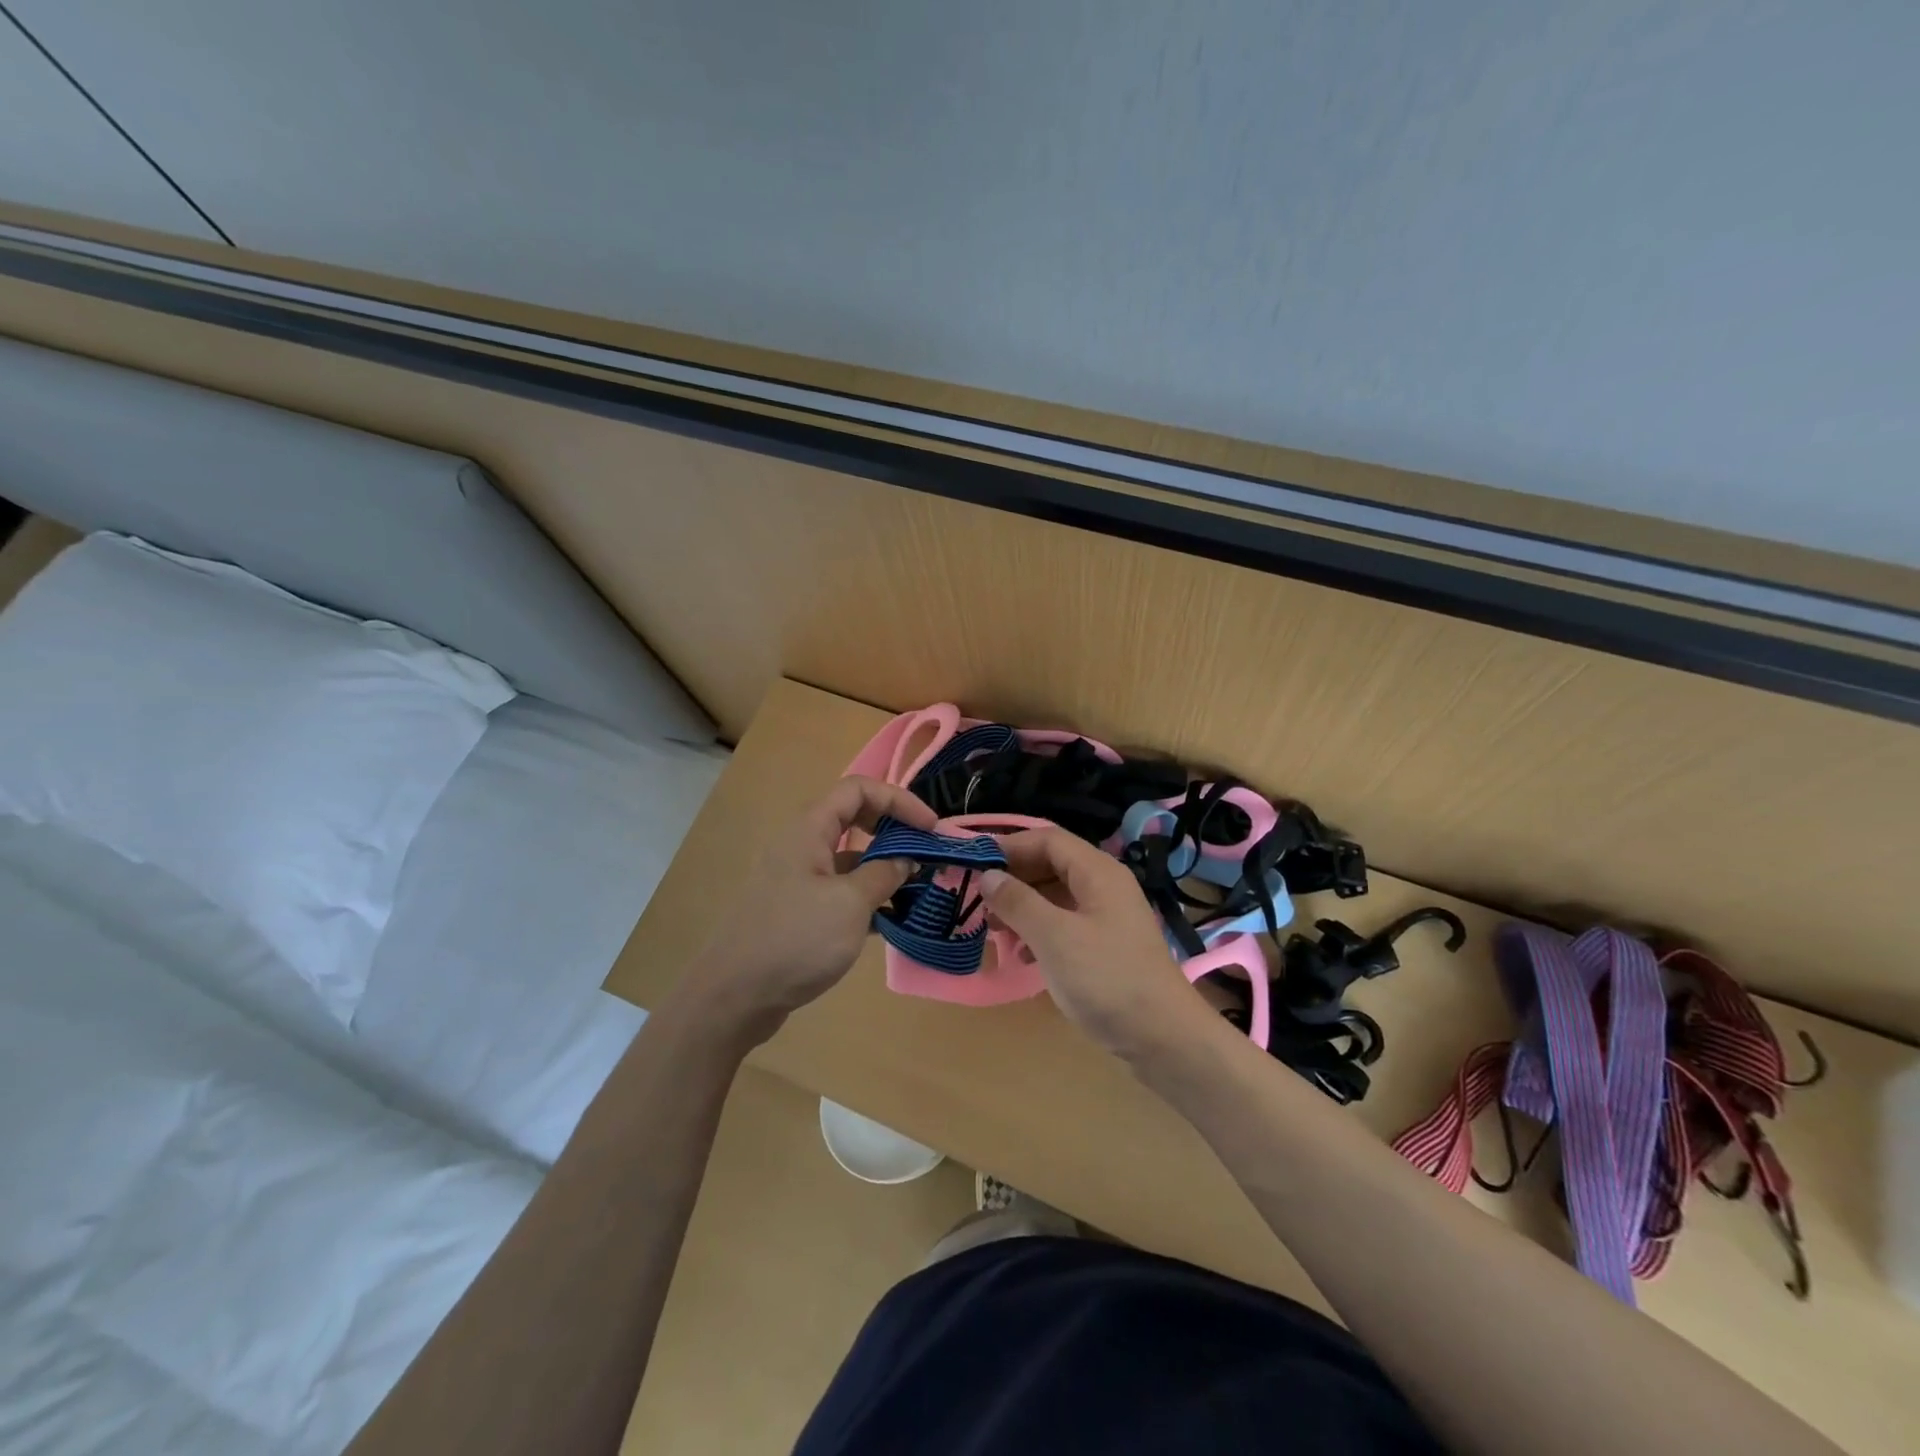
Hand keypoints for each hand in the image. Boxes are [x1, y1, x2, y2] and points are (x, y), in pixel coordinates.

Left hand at [684, 776, 936, 1042]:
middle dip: (893, 829)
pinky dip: (867, 897)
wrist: (734, 996)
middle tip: (925, 851)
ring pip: (849, 858)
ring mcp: (798, 879)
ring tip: (918, 889)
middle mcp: (802, 846)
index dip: (899, 799)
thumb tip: (906, 859)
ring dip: (883, 867)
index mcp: (809, 830)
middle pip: (854, 818)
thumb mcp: (850, 904)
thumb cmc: (795, 940)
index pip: (858, 789)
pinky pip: (840, 890)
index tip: (931, 827)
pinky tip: (890, 921)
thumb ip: (884, 875)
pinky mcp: (798, 910)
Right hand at [979, 828, 1216, 1059]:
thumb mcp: (1054, 937)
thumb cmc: (1106, 979)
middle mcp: (1104, 886)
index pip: (1047, 839)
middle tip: (977, 898)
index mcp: (1098, 872)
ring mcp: (1107, 917)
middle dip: (1013, 878)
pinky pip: (1065, 924)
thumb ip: (1018, 902)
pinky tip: (1021, 956)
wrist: (1163, 1038)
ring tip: (992, 929)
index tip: (972, 862)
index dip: (1009, 846)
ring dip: (1022, 907)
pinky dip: (1039, 931)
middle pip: (1051, 865)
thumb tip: (988, 875)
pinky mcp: (1106, 946)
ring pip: (1056, 896)